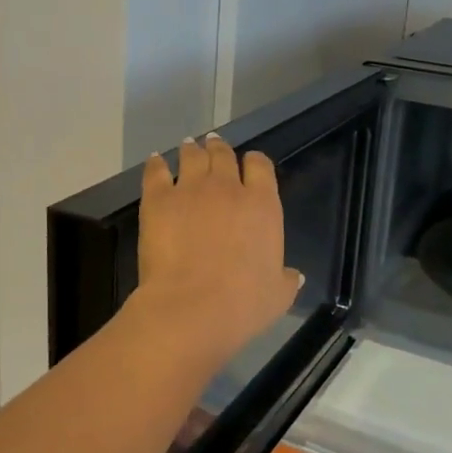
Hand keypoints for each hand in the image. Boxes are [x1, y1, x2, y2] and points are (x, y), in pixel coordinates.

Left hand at [131, 136, 302, 364]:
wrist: (192, 307)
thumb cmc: (243, 304)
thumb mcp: (278, 295)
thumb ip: (287, 280)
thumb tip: (295, 275)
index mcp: (262, 205)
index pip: (261, 166)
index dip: (254, 162)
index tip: (249, 163)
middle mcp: (228, 188)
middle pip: (223, 155)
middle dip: (219, 149)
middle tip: (214, 145)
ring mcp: (190, 189)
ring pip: (191, 156)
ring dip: (191, 150)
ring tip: (189, 146)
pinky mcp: (158, 199)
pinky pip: (156, 171)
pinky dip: (156, 164)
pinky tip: (156, 160)